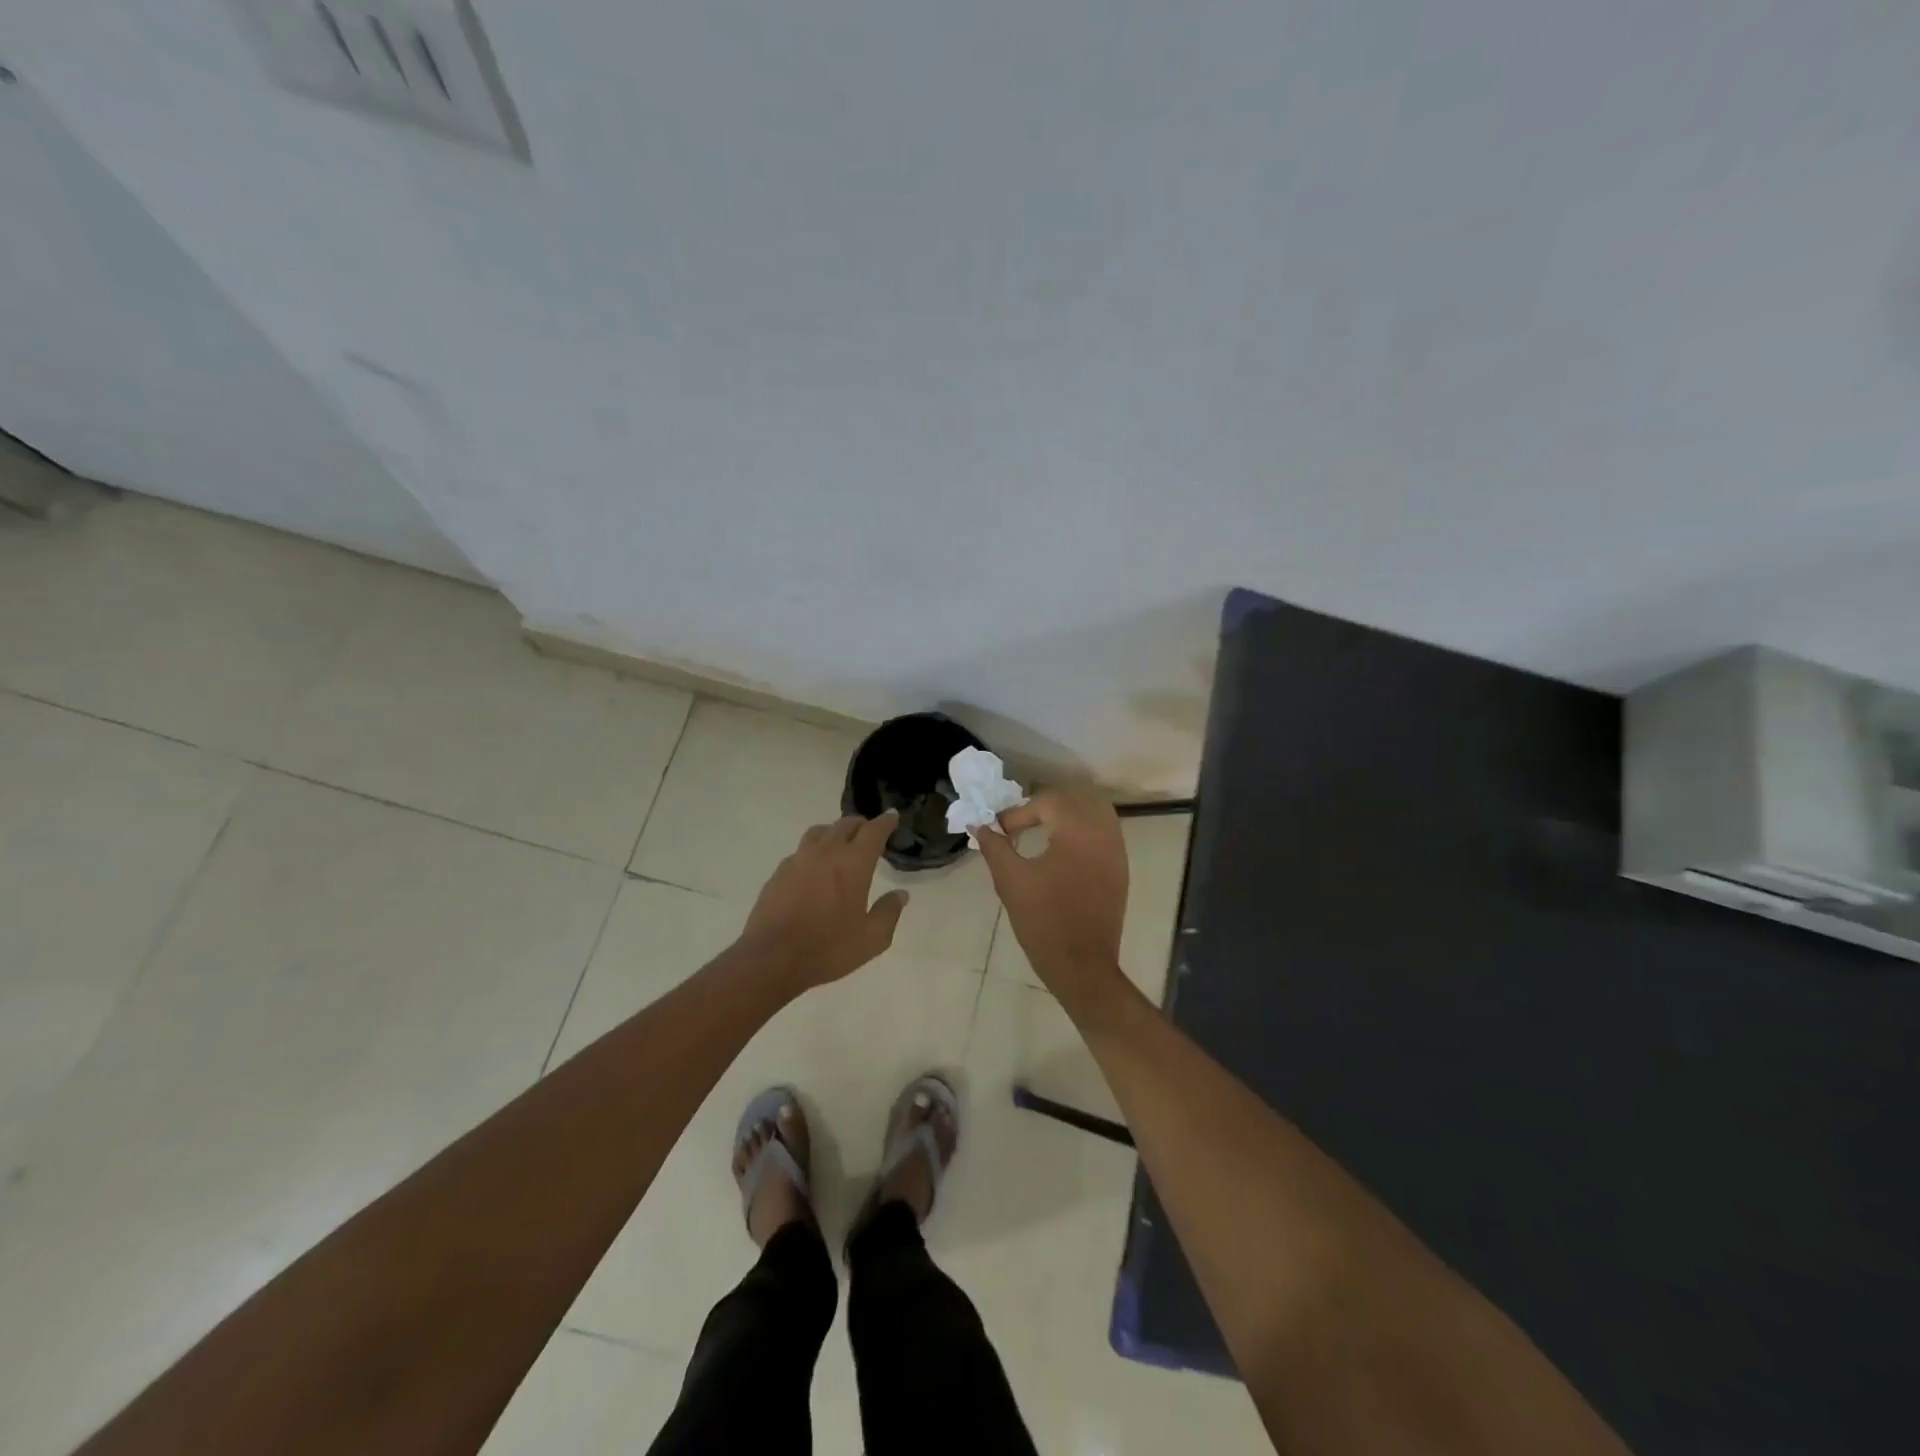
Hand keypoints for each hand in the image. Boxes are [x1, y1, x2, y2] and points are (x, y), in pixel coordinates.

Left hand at [738, 812, 908, 992]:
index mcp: (853, 863)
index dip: (885, 822)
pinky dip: (814, 851)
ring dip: (835, 832)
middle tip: (869, 832)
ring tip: (840, 843)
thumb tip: (901, 894)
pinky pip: (800, 851)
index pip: (873, 831)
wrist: (772, 959)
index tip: (892, 817)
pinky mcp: (779, 873)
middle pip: (845, 825)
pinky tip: (814, 868)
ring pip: (820, 832)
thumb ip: (889, 912)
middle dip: (861, 825)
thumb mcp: (871, 939)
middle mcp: (826, 852)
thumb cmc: (828, 948)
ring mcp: (798, 860)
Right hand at [974, 790, 1129, 1012]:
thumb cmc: (1043, 921)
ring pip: (1095, 812)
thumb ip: (995, 846)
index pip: (1048, 801)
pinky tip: (1062, 848)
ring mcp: (1117, 851)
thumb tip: (980, 825)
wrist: (1081, 965)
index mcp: (1078, 832)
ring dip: (1067, 813)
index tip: (1001, 832)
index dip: (1019, 812)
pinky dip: (1083, 829)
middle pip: (1076, 798)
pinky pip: (1105, 832)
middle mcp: (1104, 833)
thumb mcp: (1011, 881)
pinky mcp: (1120, 869)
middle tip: (1021, 822)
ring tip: (1042, 829)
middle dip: (1045, 805)